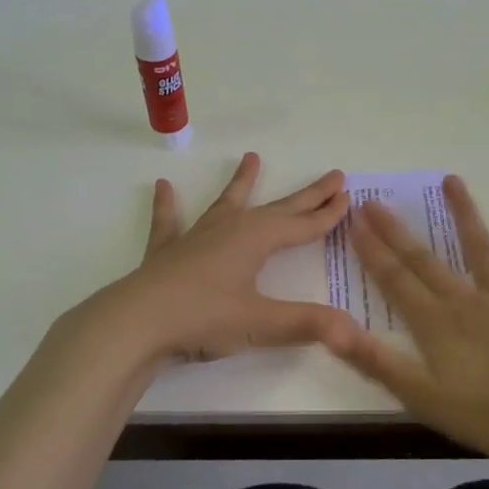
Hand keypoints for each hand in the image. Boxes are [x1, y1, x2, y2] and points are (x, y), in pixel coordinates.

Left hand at [95, 152, 354, 363]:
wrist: (136, 322)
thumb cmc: (203, 318)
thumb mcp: (260, 324)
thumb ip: (307, 324)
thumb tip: (353, 331)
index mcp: (256, 240)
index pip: (302, 225)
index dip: (327, 214)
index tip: (349, 196)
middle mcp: (230, 229)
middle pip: (277, 209)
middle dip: (306, 195)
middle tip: (332, 176)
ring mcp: (196, 237)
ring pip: (226, 203)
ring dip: (241, 183)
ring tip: (251, 158)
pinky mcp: (167, 252)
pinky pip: (169, 222)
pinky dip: (167, 206)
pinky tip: (162, 187)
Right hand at [323, 176, 488, 460]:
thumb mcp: (425, 399)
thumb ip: (377, 362)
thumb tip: (330, 329)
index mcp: (437, 324)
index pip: (395, 281)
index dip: (372, 251)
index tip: (354, 221)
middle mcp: (468, 301)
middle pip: (425, 261)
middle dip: (396, 232)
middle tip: (374, 201)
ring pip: (482, 249)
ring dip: (465, 214)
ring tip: (451, 180)